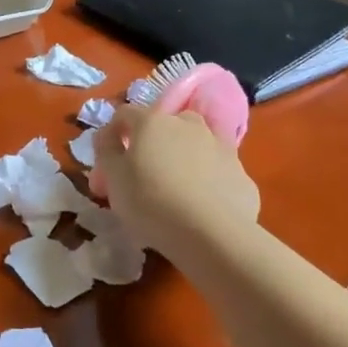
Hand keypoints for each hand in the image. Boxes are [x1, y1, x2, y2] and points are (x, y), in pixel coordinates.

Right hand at [93, 104, 260, 260]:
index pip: (125, 113)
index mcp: (152, 122)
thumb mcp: (113, 178)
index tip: (108, 156)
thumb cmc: (151, 202)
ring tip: (177, 184)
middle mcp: (187, 124)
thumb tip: (106, 136)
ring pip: (196, 142)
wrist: (212, 233)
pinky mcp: (241, 171)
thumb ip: (106, 151)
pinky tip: (202, 203)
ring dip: (184, 154)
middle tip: (146, 169)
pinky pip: (216, 168)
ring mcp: (219, 145)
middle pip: (165, 123)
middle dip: (154, 140)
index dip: (114, 131)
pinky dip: (207, 177)